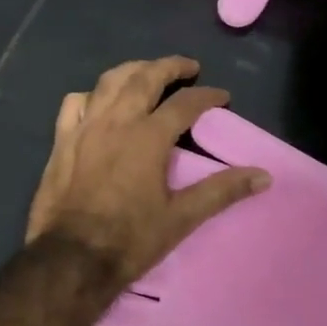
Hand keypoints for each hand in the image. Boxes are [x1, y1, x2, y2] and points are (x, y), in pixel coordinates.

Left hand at [27, 57, 270, 293]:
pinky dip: (92, 95)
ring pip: (109, 82)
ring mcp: (85, 127)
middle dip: (170, 66)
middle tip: (188, 67)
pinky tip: (100, 101)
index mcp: (148, 137)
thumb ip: (222, 191)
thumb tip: (263, 176)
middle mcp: (117, 121)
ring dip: (132, 70)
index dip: (207, 96)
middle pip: (144, 77)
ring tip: (148, 72)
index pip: (185, 103)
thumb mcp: (182, 218)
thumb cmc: (130, 239)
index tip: (222, 96)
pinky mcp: (62, 140)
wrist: (70, 259)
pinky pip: (75, 103)